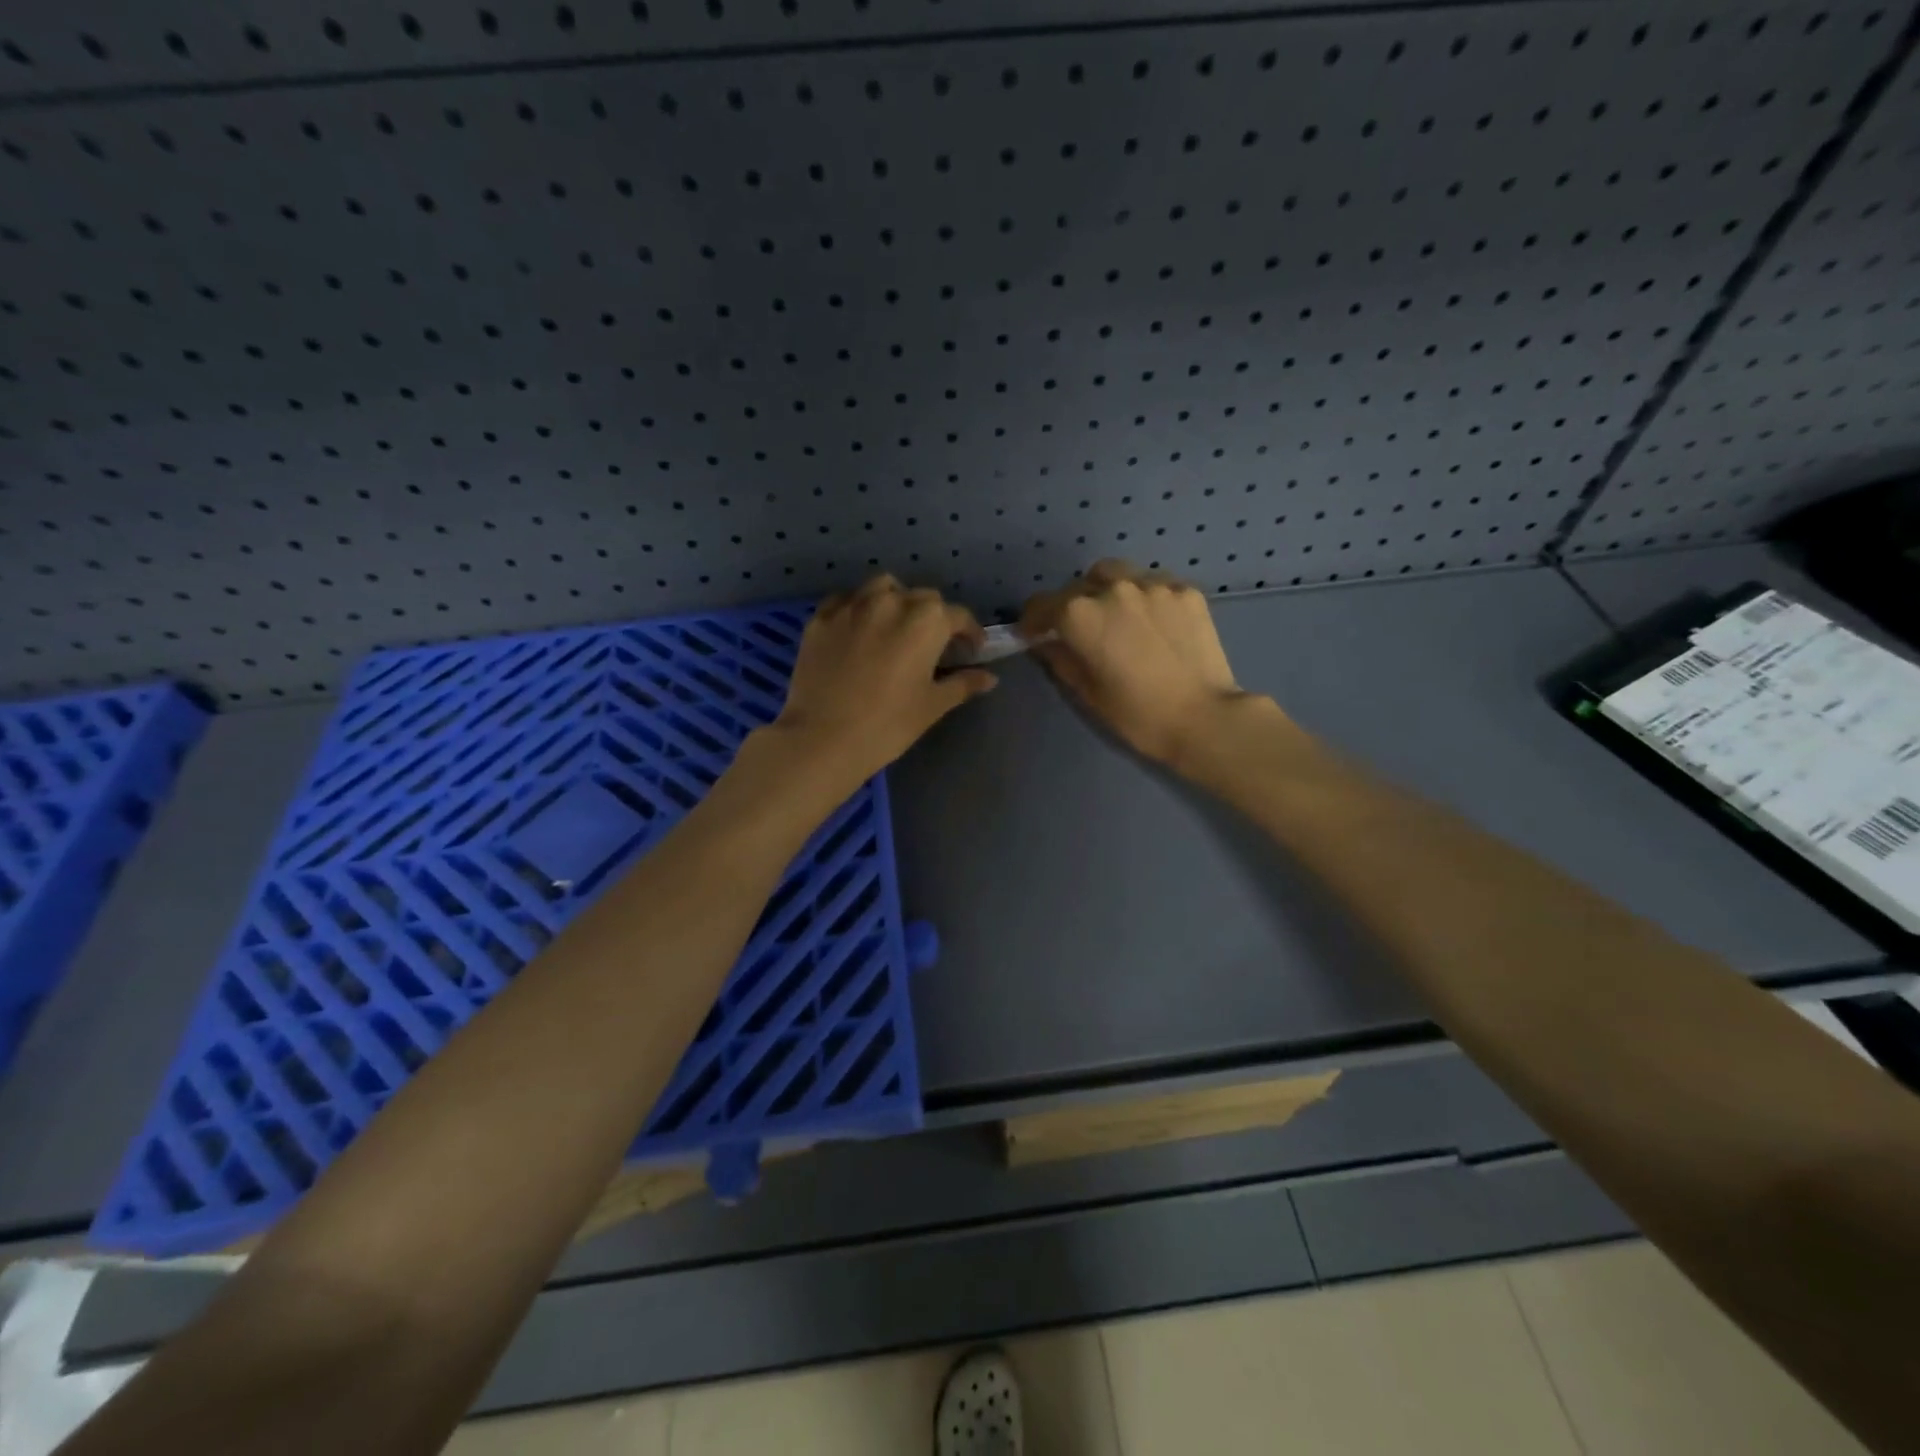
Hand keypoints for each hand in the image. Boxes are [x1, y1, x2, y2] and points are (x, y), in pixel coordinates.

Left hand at [771, 575, 996, 784]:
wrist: (823, 738)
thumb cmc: (888, 724)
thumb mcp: (933, 705)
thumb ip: (963, 684)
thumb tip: (990, 678)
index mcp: (926, 621)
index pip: (958, 616)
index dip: (969, 633)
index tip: (971, 651)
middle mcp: (891, 601)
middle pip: (922, 598)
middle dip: (933, 617)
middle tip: (932, 645)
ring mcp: (852, 606)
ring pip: (882, 588)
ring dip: (896, 601)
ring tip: (895, 626)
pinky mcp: (821, 618)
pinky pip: (846, 601)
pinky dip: (859, 608)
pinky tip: (859, 630)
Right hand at [1020, 560, 1256, 764]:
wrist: (1204, 718)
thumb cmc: (1137, 714)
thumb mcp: (1087, 692)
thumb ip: (1060, 658)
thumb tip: (1045, 642)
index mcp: (1080, 614)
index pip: (1041, 605)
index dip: (1033, 621)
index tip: (1035, 635)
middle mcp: (1113, 588)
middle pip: (1079, 585)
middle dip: (1072, 605)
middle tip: (1081, 631)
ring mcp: (1153, 584)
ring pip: (1117, 575)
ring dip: (1107, 591)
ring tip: (1118, 617)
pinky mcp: (1185, 590)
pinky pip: (1153, 583)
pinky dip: (1144, 597)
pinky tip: (1153, 622)